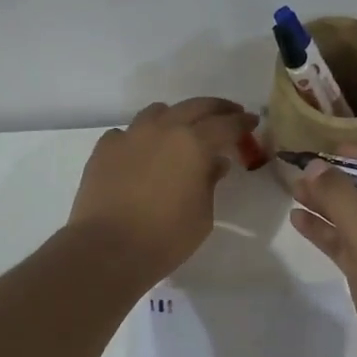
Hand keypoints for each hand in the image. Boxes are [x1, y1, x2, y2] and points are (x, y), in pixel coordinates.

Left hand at [67, 98, 257, 284]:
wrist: (107, 249)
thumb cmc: (166, 237)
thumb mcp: (202, 215)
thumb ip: (210, 182)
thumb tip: (215, 163)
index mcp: (194, 143)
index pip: (226, 124)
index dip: (242, 122)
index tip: (252, 121)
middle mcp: (163, 129)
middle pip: (195, 106)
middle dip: (217, 108)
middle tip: (230, 113)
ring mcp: (130, 135)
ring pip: (158, 112)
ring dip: (176, 116)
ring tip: (182, 129)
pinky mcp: (104, 149)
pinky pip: (127, 133)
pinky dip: (141, 138)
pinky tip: (142, 153)